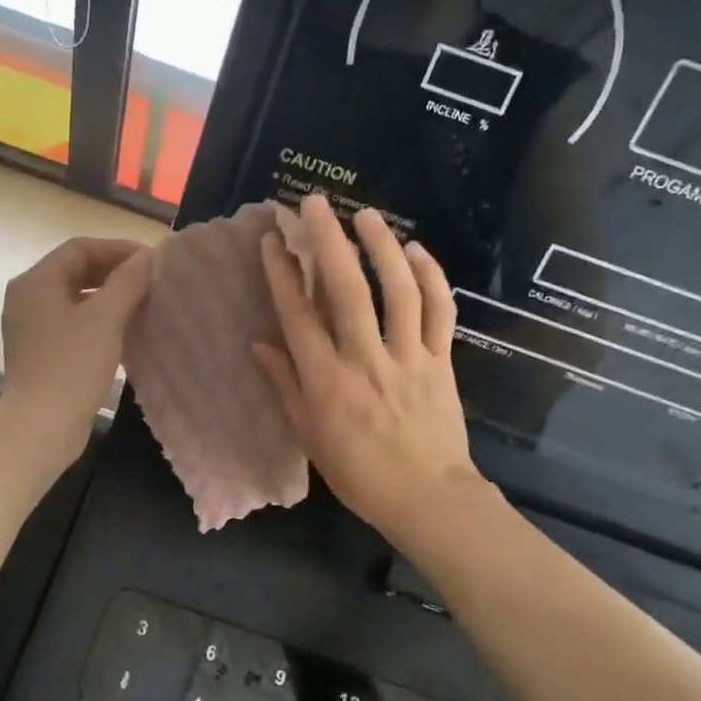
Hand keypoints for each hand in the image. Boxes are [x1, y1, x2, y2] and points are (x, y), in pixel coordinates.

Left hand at [0, 236, 154, 468]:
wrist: (40, 428)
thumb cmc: (72, 366)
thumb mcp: (105, 318)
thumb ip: (128, 281)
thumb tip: (150, 255)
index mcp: (36, 281)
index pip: (80, 248)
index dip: (118, 249)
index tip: (152, 261)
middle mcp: (28, 297)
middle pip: (75, 270)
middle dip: (114, 271)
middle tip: (151, 280)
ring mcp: (31, 326)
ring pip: (75, 297)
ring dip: (109, 296)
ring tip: (144, 303)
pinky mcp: (40, 351)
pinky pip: (72, 322)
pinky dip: (98, 319)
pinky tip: (125, 331)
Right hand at [254, 194, 480, 543]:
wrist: (426, 497)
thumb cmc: (359, 473)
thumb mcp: (309, 434)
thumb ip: (285, 385)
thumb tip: (259, 343)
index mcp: (326, 381)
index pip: (298, 316)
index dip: (283, 274)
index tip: (273, 240)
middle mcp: (364, 360)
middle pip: (345, 291)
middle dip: (328, 242)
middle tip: (316, 203)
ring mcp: (407, 357)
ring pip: (397, 292)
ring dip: (381, 248)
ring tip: (366, 214)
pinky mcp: (441, 361)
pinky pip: (439, 313)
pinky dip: (431, 278)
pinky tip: (416, 250)